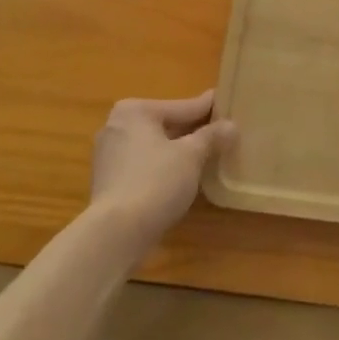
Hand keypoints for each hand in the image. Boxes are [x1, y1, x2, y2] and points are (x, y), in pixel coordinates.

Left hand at [89, 92, 236, 252]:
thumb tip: (231, 126)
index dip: (207, 109)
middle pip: (166, 125)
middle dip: (192, 131)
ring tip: (207, 155)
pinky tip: (183, 177)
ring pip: (154, 147)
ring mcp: (109, 155)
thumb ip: (212, 136)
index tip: (227, 105)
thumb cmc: (155, 182)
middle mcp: (116, 126)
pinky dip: (162, 167)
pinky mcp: (108, 182)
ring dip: (178, 151)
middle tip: (222, 132)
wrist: (115, 234)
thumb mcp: (192, 156)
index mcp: (135, 110)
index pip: (182, 107)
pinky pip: (143, 165)